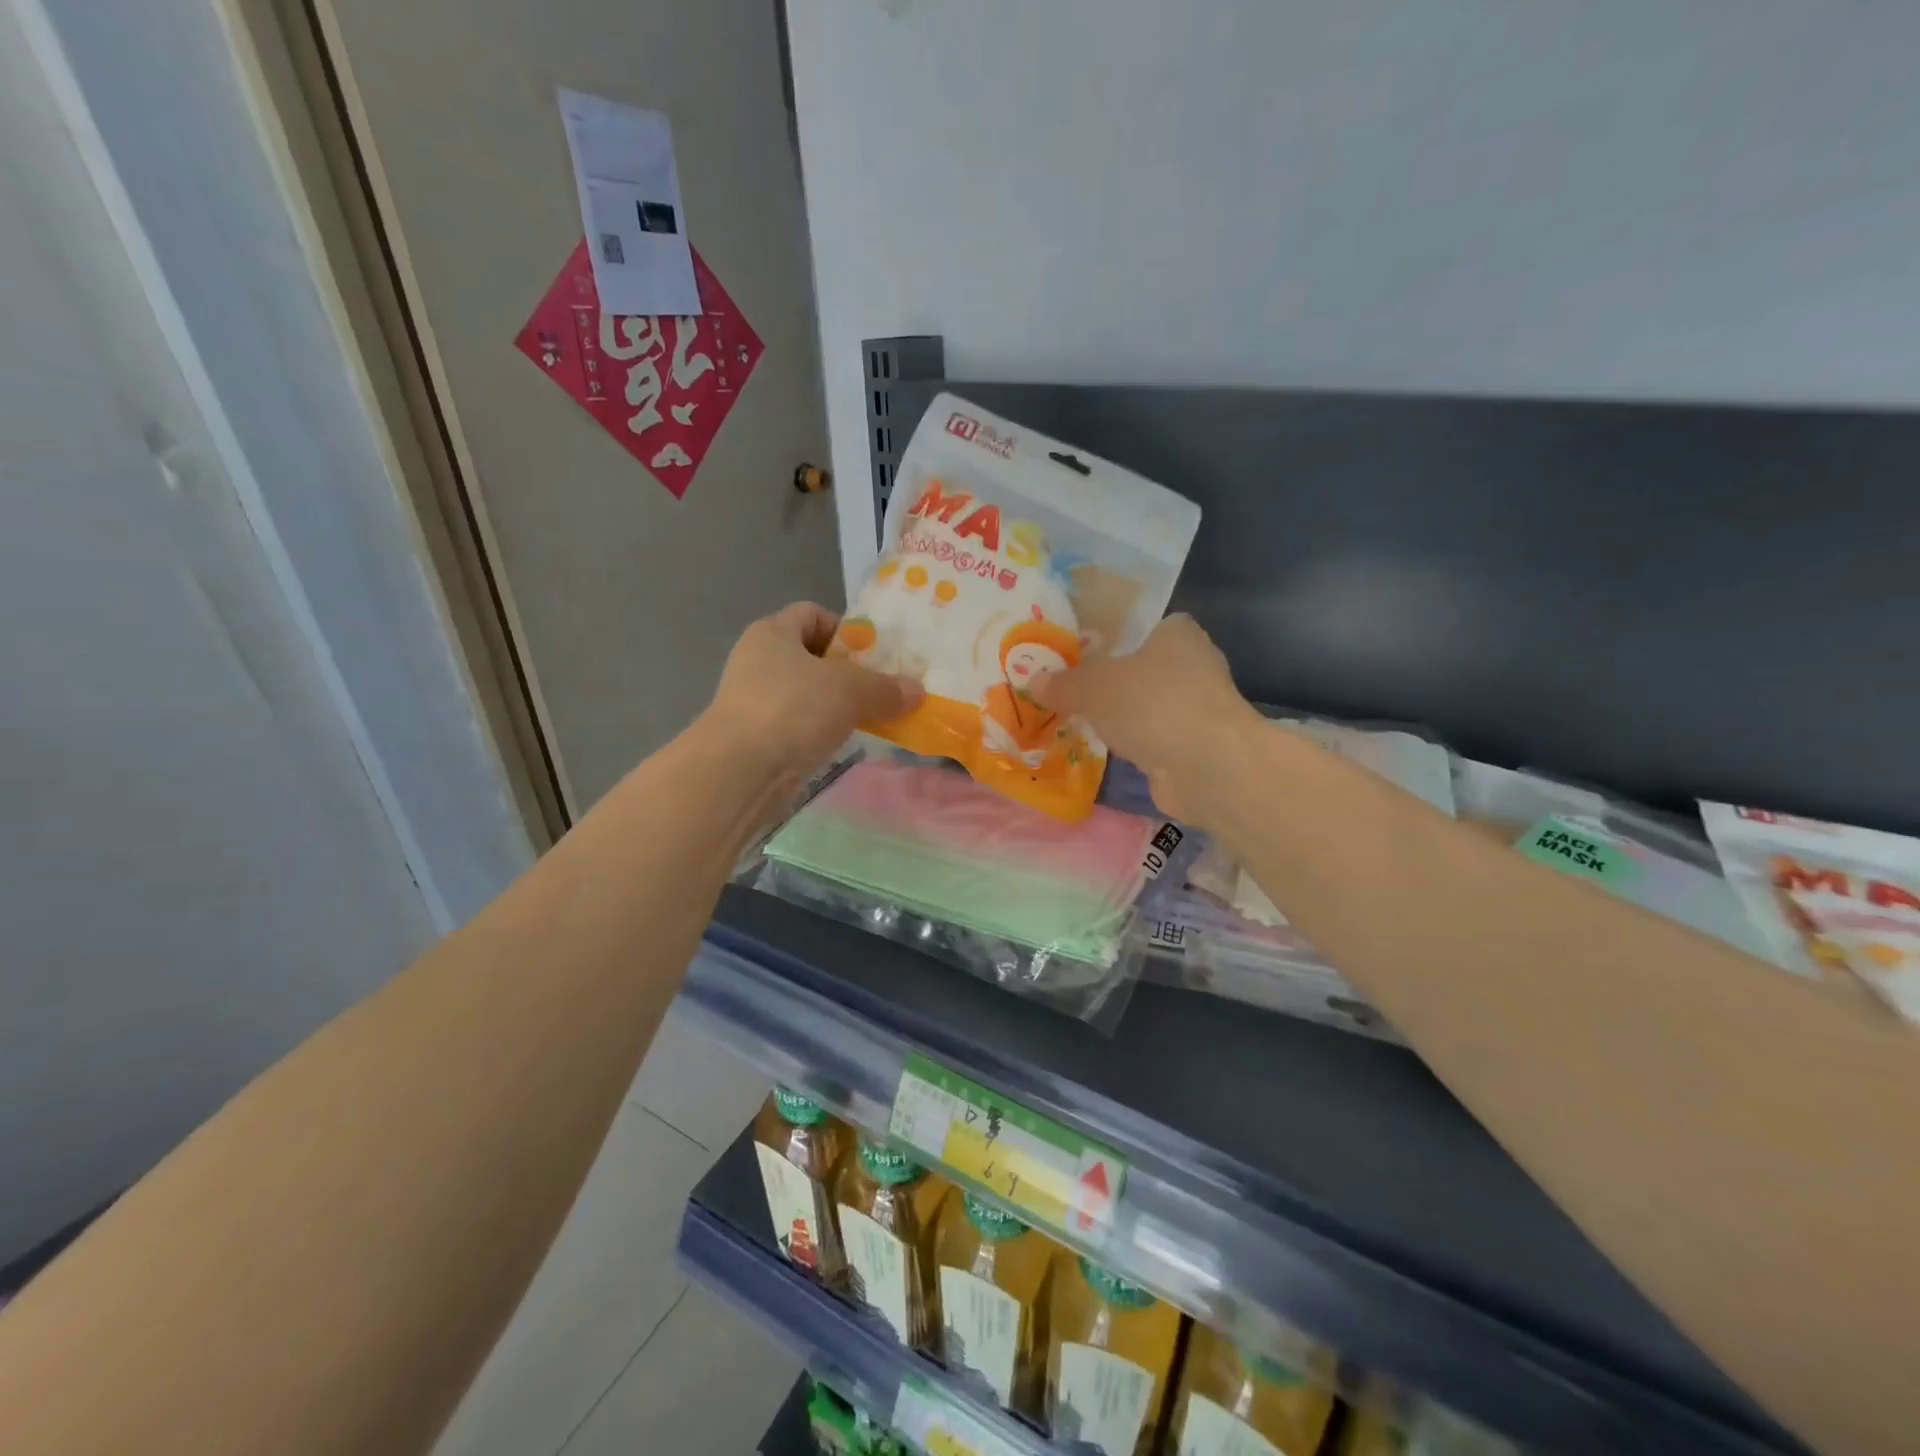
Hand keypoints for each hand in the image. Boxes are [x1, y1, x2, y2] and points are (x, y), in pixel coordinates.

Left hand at [705, 602, 922, 784]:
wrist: (739, 770)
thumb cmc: (793, 709)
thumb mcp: (851, 690)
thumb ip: (886, 688)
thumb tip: (917, 691)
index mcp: (773, 632)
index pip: (812, 613)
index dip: (845, 628)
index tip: (873, 655)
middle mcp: (757, 659)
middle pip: (811, 655)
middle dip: (847, 671)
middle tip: (879, 688)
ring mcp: (752, 699)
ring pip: (805, 693)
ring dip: (835, 704)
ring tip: (867, 718)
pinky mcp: (754, 736)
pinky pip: (796, 723)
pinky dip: (819, 730)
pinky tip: (840, 743)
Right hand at [1031, 614, 1258, 826]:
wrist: (1205, 766)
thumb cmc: (1151, 704)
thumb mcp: (1093, 686)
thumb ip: (1064, 683)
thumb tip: (1034, 681)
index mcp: (1177, 634)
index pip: (1146, 625)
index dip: (1116, 636)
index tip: (1085, 652)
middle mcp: (1195, 665)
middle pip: (1146, 667)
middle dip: (1116, 680)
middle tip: (1074, 687)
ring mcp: (1199, 708)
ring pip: (1151, 705)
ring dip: (1126, 715)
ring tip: (1084, 720)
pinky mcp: (1197, 746)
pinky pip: (1156, 737)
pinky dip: (1137, 743)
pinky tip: (1109, 750)